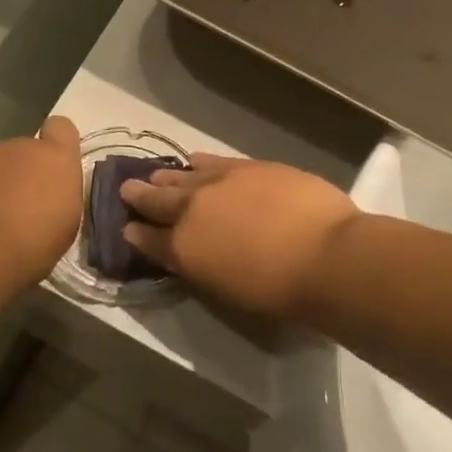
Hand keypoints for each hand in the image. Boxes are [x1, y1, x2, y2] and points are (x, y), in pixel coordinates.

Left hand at [0, 116, 83, 287]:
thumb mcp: (65, 225)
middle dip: (19, 174)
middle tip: (15, 209)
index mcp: (54, 159)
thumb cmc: (32, 246)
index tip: (50, 170)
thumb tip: (48, 191)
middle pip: (21, 151)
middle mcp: (18, 145)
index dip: (55, 145)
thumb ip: (58, 195)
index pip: (61, 128)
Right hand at [119, 154, 358, 318]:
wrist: (324, 254)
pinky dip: (197, 163)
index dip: (136, 235)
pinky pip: (212, 161)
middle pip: (157, 200)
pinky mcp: (246, 167)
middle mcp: (191, 211)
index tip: (127, 228)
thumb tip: (192, 254)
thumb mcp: (227, 290)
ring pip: (181, 176)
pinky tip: (193, 160)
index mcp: (183, 249)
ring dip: (166, 177)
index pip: (149, 241)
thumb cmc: (278, 291)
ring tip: (156, 175)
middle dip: (140, 195)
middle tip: (127, 190)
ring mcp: (218, 183)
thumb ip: (202, 267)